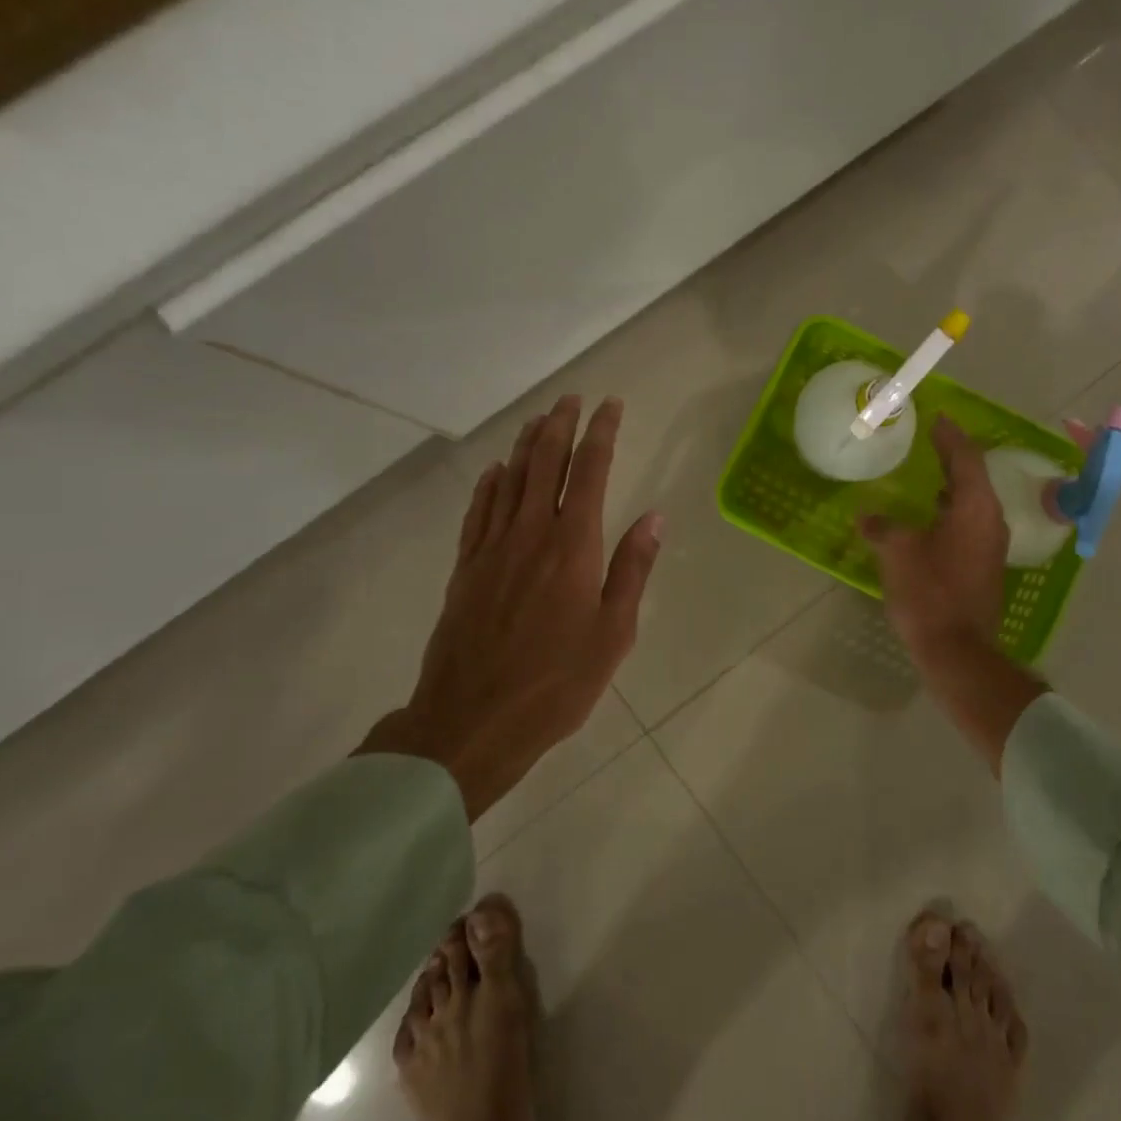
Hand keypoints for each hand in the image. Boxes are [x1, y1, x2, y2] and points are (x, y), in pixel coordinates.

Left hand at [357, 395, 662, 818]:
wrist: (471, 721)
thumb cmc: (556, 683)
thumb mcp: (613, 633)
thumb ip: (632, 570)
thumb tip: (655, 517)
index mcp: (573, 546)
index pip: (590, 471)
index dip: (602, 433)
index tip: (611, 406)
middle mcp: (530, 533)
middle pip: (544, 462)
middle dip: (560, 425)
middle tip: (571, 399)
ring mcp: (492, 548)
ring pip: (509, 479)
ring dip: (525, 445)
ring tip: (538, 420)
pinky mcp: (466, 568)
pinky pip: (478, 511)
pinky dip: (489, 484)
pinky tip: (494, 471)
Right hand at [863, 415, 1008, 663]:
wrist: (958, 649)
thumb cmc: (929, 592)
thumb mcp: (897, 552)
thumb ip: (883, 526)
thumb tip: (868, 516)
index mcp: (975, 507)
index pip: (966, 458)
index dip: (950, 436)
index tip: (937, 417)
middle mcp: (991, 520)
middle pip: (973, 477)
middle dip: (952, 456)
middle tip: (931, 438)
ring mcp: (991, 545)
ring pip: (973, 501)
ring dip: (953, 484)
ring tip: (929, 472)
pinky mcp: (984, 565)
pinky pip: (970, 522)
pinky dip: (952, 508)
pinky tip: (930, 515)